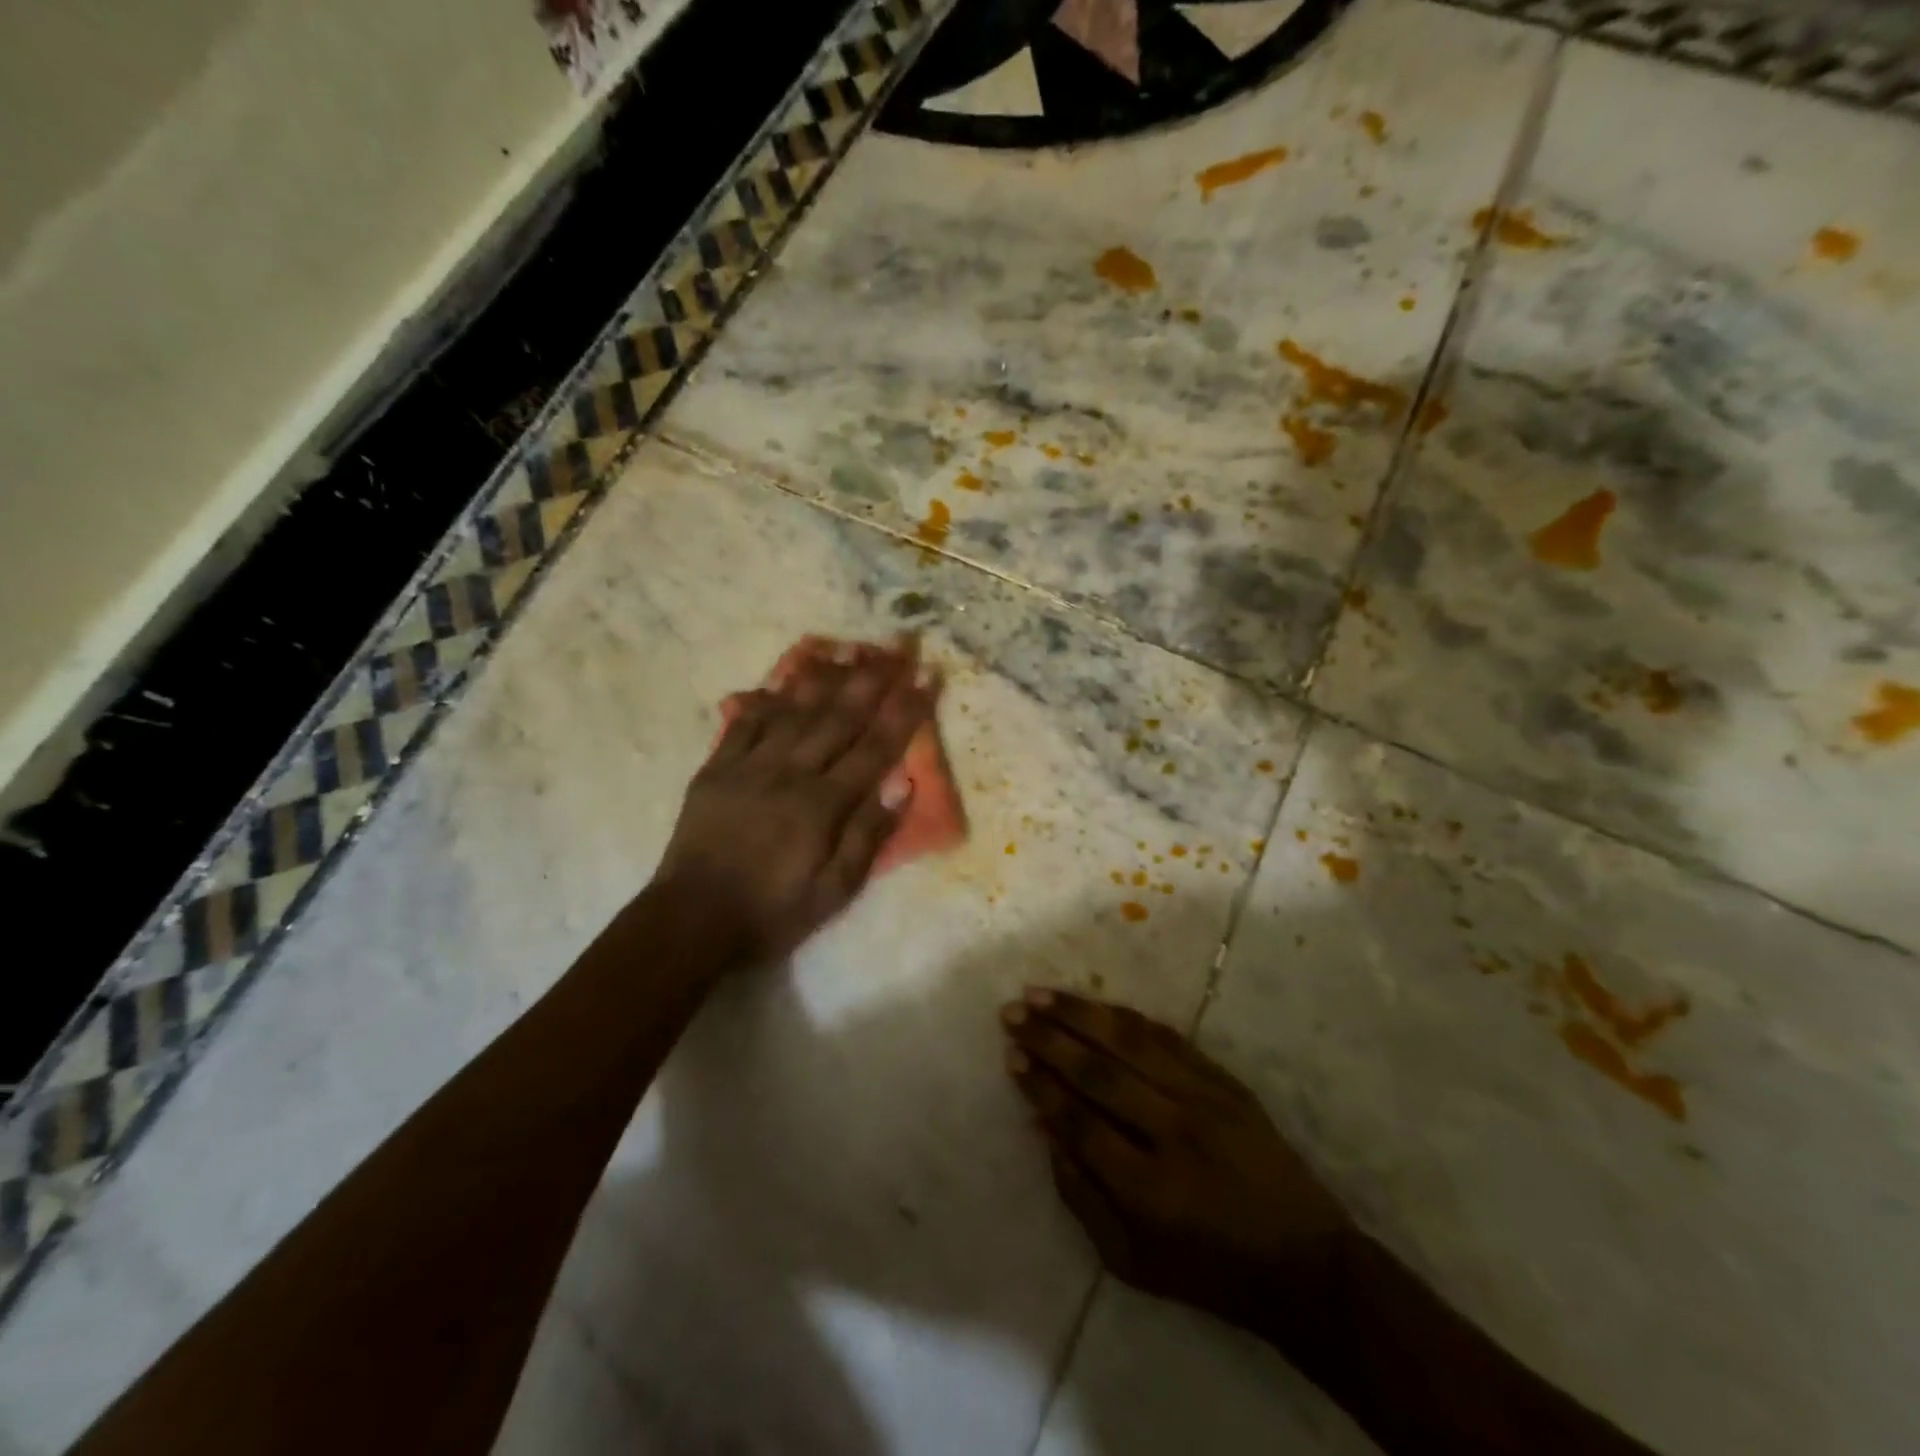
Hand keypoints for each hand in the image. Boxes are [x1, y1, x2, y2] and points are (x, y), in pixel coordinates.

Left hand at [656, 644, 936, 963]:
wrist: (691, 921)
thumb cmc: (772, 913)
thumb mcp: (834, 891)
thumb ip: (868, 834)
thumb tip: (903, 781)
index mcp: (822, 804)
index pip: (875, 746)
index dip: (905, 709)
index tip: (928, 676)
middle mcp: (789, 772)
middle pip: (838, 716)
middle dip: (873, 678)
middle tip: (898, 645)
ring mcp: (749, 766)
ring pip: (793, 709)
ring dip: (825, 675)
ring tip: (849, 646)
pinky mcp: (716, 768)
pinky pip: (745, 722)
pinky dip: (768, 697)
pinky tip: (783, 677)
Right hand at [1002, 989, 1352, 1347]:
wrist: (1306, 1264)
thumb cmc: (1209, 1272)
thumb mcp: (1131, 1261)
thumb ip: (1079, 1195)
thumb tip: (1043, 1127)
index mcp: (1149, 1189)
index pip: (1079, 1120)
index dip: (1040, 1085)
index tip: (1011, 1055)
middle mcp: (1174, 1133)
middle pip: (1100, 1071)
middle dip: (1049, 1037)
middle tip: (1012, 1012)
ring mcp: (1205, 1100)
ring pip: (1132, 1042)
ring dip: (1081, 1014)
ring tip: (1041, 994)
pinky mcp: (1226, 1082)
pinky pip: (1168, 1038)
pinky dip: (1127, 1018)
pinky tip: (1098, 1005)